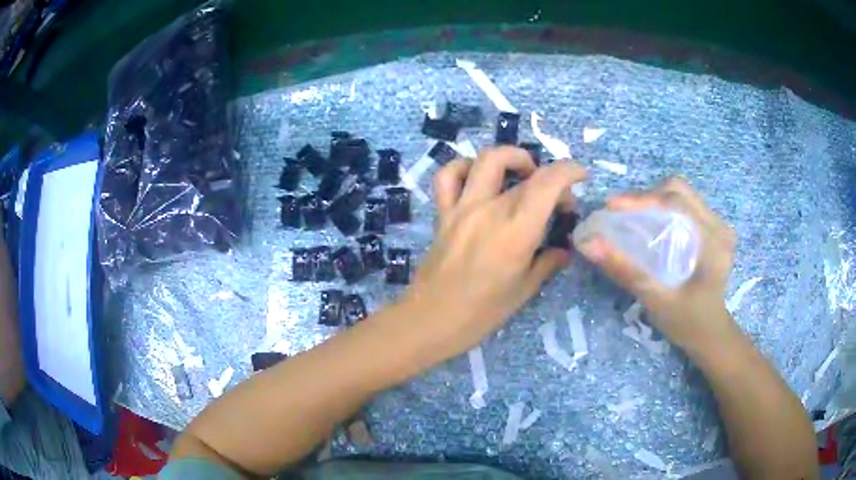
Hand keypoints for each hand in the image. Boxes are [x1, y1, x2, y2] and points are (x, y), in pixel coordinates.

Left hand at [403, 147, 587, 359]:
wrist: (429, 321)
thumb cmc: (481, 313)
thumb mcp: (523, 291)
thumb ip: (547, 264)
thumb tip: (564, 250)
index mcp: (516, 231)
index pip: (548, 183)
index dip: (569, 170)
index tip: (581, 176)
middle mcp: (490, 210)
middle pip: (527, 174)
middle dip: (551, 179)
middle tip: (558, 201)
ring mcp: (462, 208)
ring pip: (487, 159)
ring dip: (511, 157)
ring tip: (523, 174)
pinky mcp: (442, 213)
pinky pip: (448, 176)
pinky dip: (464, 167)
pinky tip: (478, 178)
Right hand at [575, 177, 738, 353]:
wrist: (710, 334)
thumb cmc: (687, 322)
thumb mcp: (656, 299)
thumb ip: (625, 271)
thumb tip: (589, 244)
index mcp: (714, 241)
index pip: (677, 202)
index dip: (643, 198)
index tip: (611, 206)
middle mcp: (719, 226)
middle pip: (680, 191)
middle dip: (647, 196)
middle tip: (620, 212)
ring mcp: (719, 225)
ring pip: (682, 194)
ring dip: (654, 199)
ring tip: (631, 216)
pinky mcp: (714, 229)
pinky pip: (686, 205)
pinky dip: (664, 208)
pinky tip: (651, 223)